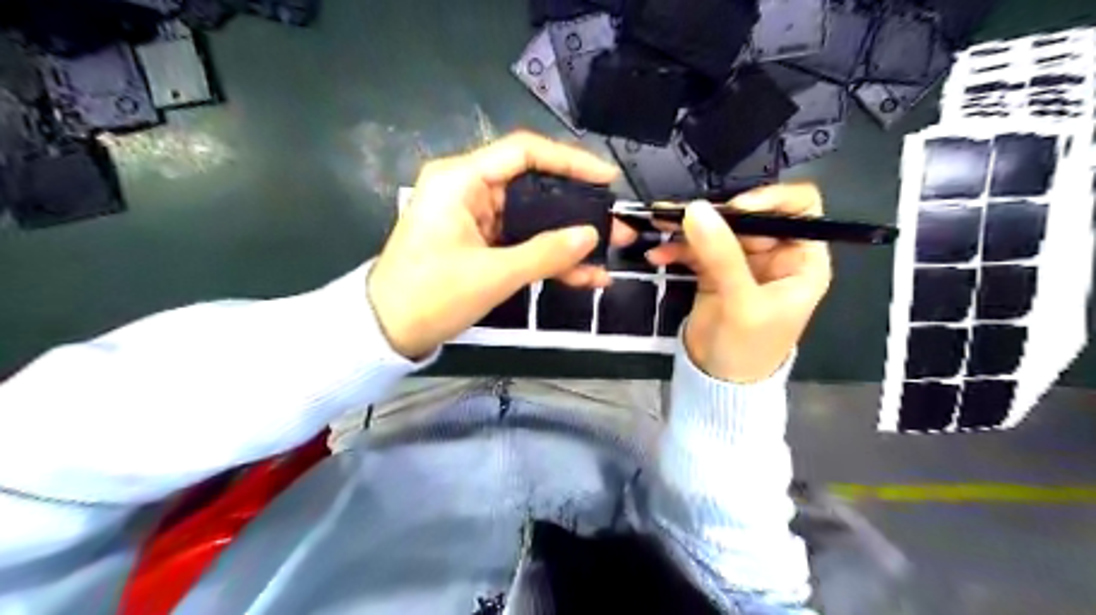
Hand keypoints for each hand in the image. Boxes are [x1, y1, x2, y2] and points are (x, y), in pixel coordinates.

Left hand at [373, 131, 637, 359]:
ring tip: (607, 255)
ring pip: (531, 219)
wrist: (387, 332)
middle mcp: (468, 189)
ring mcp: (474, 218)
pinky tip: (582, 276)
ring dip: (566, 239)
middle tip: (615, 224)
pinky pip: (520, 242)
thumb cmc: (431, 296)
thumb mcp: (494, 275)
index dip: (570, 161)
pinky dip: (547, 257)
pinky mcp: (478, 243)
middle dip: (576, 208)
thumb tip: (591, 236)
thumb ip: (546, 253)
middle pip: (533, 186)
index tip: (606, 178)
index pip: (524, 153)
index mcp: (461, 180)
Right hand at [649, 182, 832, 382]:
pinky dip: (678, 250)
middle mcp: (775, 255)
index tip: (735, 207)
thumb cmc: (748, 348)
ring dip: (688, 228)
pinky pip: (697, 250)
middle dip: (716, 214)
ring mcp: (742, 262)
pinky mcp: (715, 272)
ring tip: (659, 222)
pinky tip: (658, 255)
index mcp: (801, 259)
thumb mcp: (740, 302)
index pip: (799, 209)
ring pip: (719, 230)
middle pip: (750, 216)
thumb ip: (721, 255)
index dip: (770, 200)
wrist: (719, 382)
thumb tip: (696, 209)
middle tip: (682, 214)